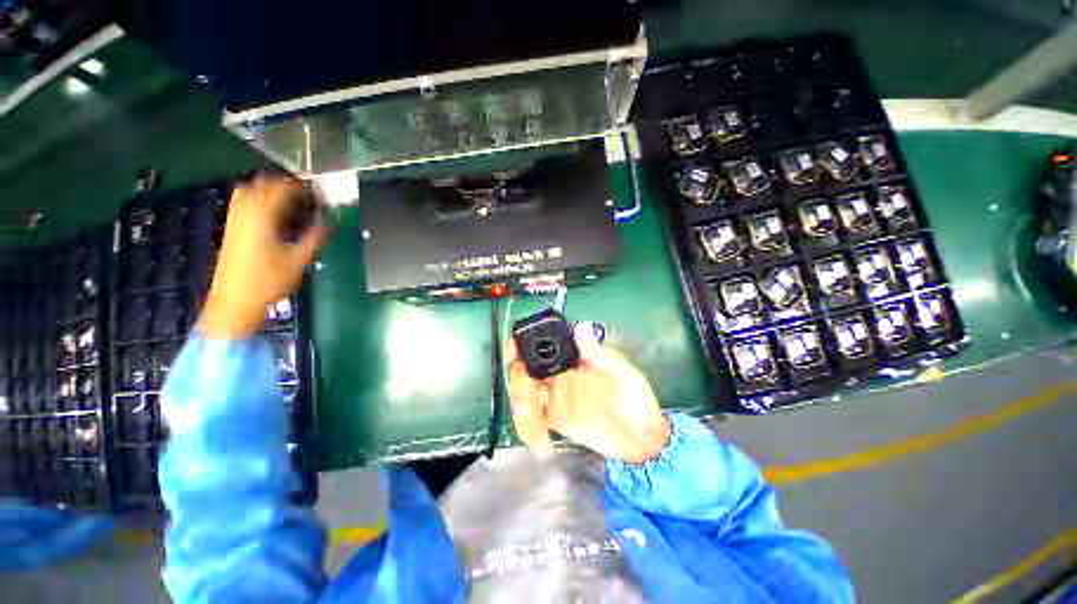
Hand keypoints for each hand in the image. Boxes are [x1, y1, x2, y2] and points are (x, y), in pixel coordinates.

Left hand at [197, 175, 327, 338]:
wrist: (235, 301)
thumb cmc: (268, 282)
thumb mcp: (299, 261)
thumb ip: (315, 239)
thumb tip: (329, 224)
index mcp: (261, 217)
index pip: (282, 188)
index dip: (303, 189)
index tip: (320, 197)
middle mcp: (245, 212)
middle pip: (264, 184)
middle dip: (287, 187)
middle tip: (308, 198)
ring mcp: (235, 219)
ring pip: (251, 191)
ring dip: (273, 192)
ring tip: (294, 204)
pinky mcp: (232, 228)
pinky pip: (245, 202)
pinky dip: (262, 201)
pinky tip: (276, 215)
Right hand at [509, 324, 671, 463]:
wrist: (641, 438)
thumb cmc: (634, 398)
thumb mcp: (621, 373)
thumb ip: (599, 354)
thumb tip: (581, 327)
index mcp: (572, 356)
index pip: (540, 344)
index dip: (521, 345)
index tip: (512, 352)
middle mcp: (557, 372)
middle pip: (523, 372)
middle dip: (520, 385)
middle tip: (529, 403)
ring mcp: (553, 396)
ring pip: (524, 396)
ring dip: (522, 411)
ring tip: (537, 433)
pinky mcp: (553, 418)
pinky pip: (533, 421)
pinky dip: (530, 430)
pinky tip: (541, 443)